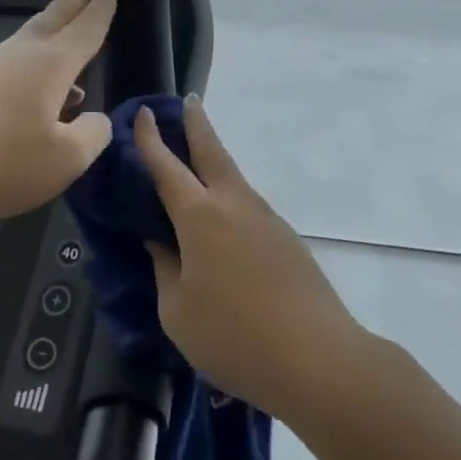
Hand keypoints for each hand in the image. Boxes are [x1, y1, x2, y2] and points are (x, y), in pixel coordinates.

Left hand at [0, 0, 117, 224]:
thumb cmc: (0, 161)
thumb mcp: (65, 160)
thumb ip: (92, 135)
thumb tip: (95, 118)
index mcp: (50, 65)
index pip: (85, 29)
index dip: (101, 9)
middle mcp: (17, 56)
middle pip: (52, 19)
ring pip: (27, 43)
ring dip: (52, 37)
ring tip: (69, 45)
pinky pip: (7, 69)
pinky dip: (28, 69)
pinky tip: (30, 97)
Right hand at [133, 96, 365, 418]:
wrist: (316, 358)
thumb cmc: (233, 337)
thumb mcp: (178, 311)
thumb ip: (165, 269)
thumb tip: (160, 241)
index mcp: (200, 217)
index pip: (167, 168)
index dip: (151, 140)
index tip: (144, 114)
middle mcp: (235, 206)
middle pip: (213, 153)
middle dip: (197, 124)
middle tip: (187, 101)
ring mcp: (267, 220)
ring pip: (234, 179)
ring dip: (215, 162)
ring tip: (198, 161)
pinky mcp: (287, 240)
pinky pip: (249, 207)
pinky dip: (230, 198)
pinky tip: (224, 222)